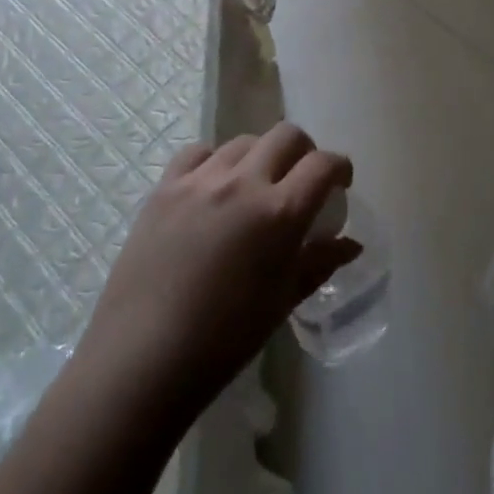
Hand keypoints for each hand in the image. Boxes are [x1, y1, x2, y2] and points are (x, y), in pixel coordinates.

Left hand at [79, 122, 359, 416]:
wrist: (144, 356)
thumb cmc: (224, 339)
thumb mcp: (282, 301)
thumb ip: (319, 263)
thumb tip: (350, 244)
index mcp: (279, 213)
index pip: (323, 165)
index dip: (340, 167)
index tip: (341, 182)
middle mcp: (243, 182)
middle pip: (286, 136)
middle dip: (304, 152)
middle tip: (302, 179)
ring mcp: (200, 179)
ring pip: (243, 141)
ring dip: (260, 156)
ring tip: (255, 186)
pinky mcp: (165, 186)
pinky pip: (199, 153)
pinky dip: (215, 161)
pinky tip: (213, 186)